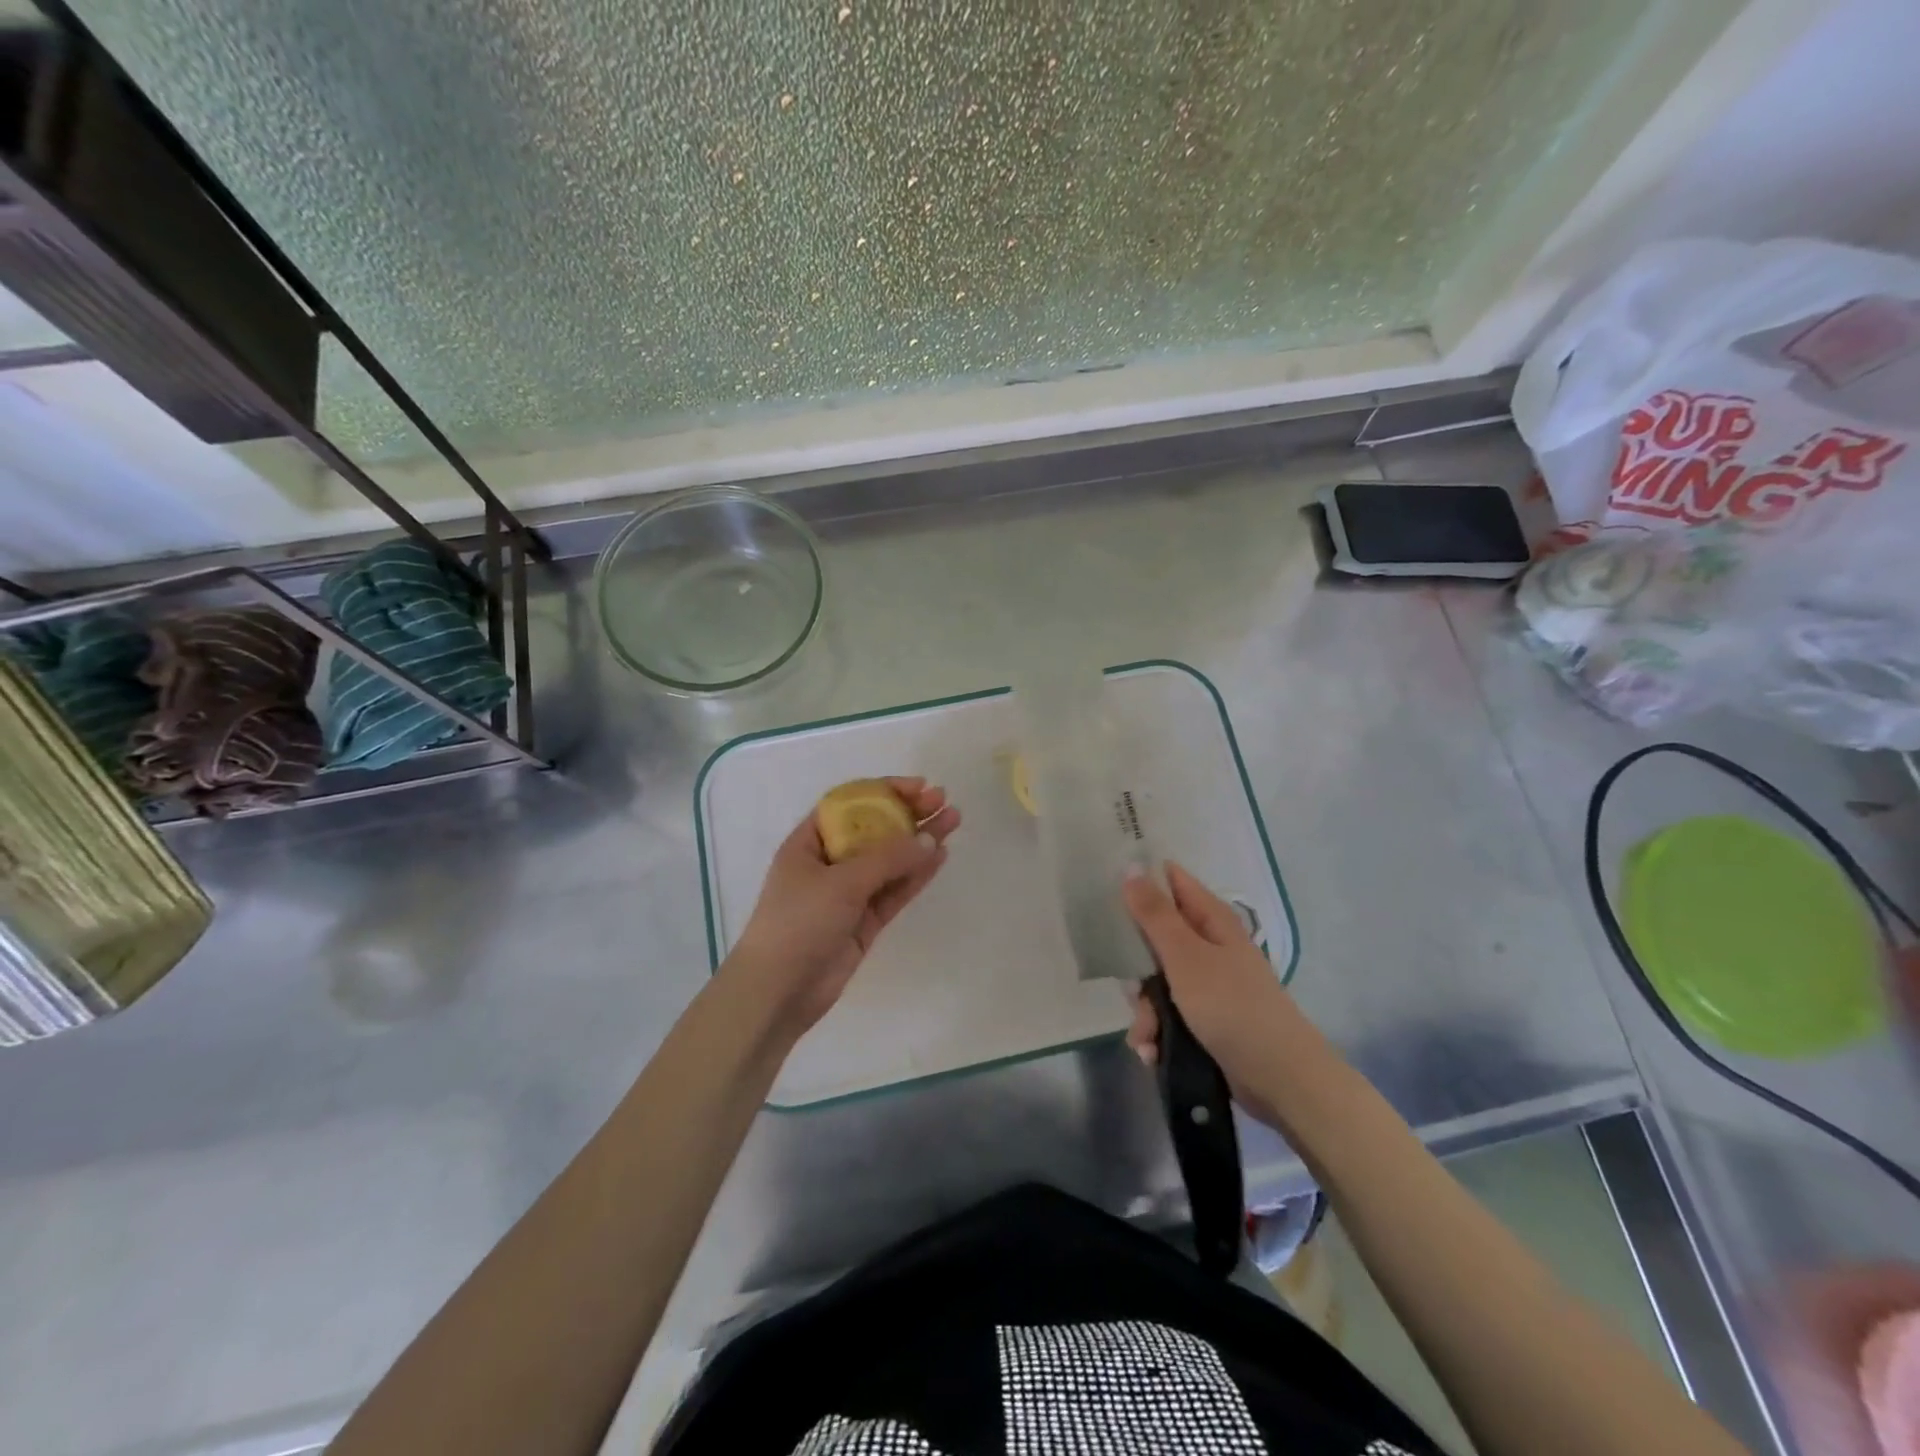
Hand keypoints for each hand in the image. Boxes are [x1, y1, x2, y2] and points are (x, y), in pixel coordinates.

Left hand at [726, 777, 960, 1039]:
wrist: (779, 992)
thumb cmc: (798, 922)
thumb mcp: (841, 883)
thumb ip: (888, 859)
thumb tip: (929, 839)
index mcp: (808, 843)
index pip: (849, 805)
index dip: (884, 791)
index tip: (918, 786)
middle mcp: (828, 863)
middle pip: (874, 830)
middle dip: (908, 814)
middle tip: (943, 801)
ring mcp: (848, 893)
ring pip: (890, 860)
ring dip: (919, 841)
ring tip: (953, 822)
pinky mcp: (864, 921)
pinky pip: (894, 890)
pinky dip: (916, 874)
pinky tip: (940, 856)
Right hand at [1122, 861, 1314, 1125]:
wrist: (1279, 1078)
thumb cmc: (1231, 1005)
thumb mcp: (1185, 955)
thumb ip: (1155, 914)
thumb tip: (1131, 867)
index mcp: (1211, 919)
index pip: (1171, 881)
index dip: (1140, 881)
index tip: (1105, 893)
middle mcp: (1209, 946)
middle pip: (1155, 937)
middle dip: (1135, 967)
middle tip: (1130, 984)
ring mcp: (1207, 984)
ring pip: (1156, 982)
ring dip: (1144, 1011)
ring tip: (1146, 1036)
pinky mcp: (1206, 1019)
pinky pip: (1168, 1015)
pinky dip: (1157, 1032)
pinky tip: (1152, 1051)